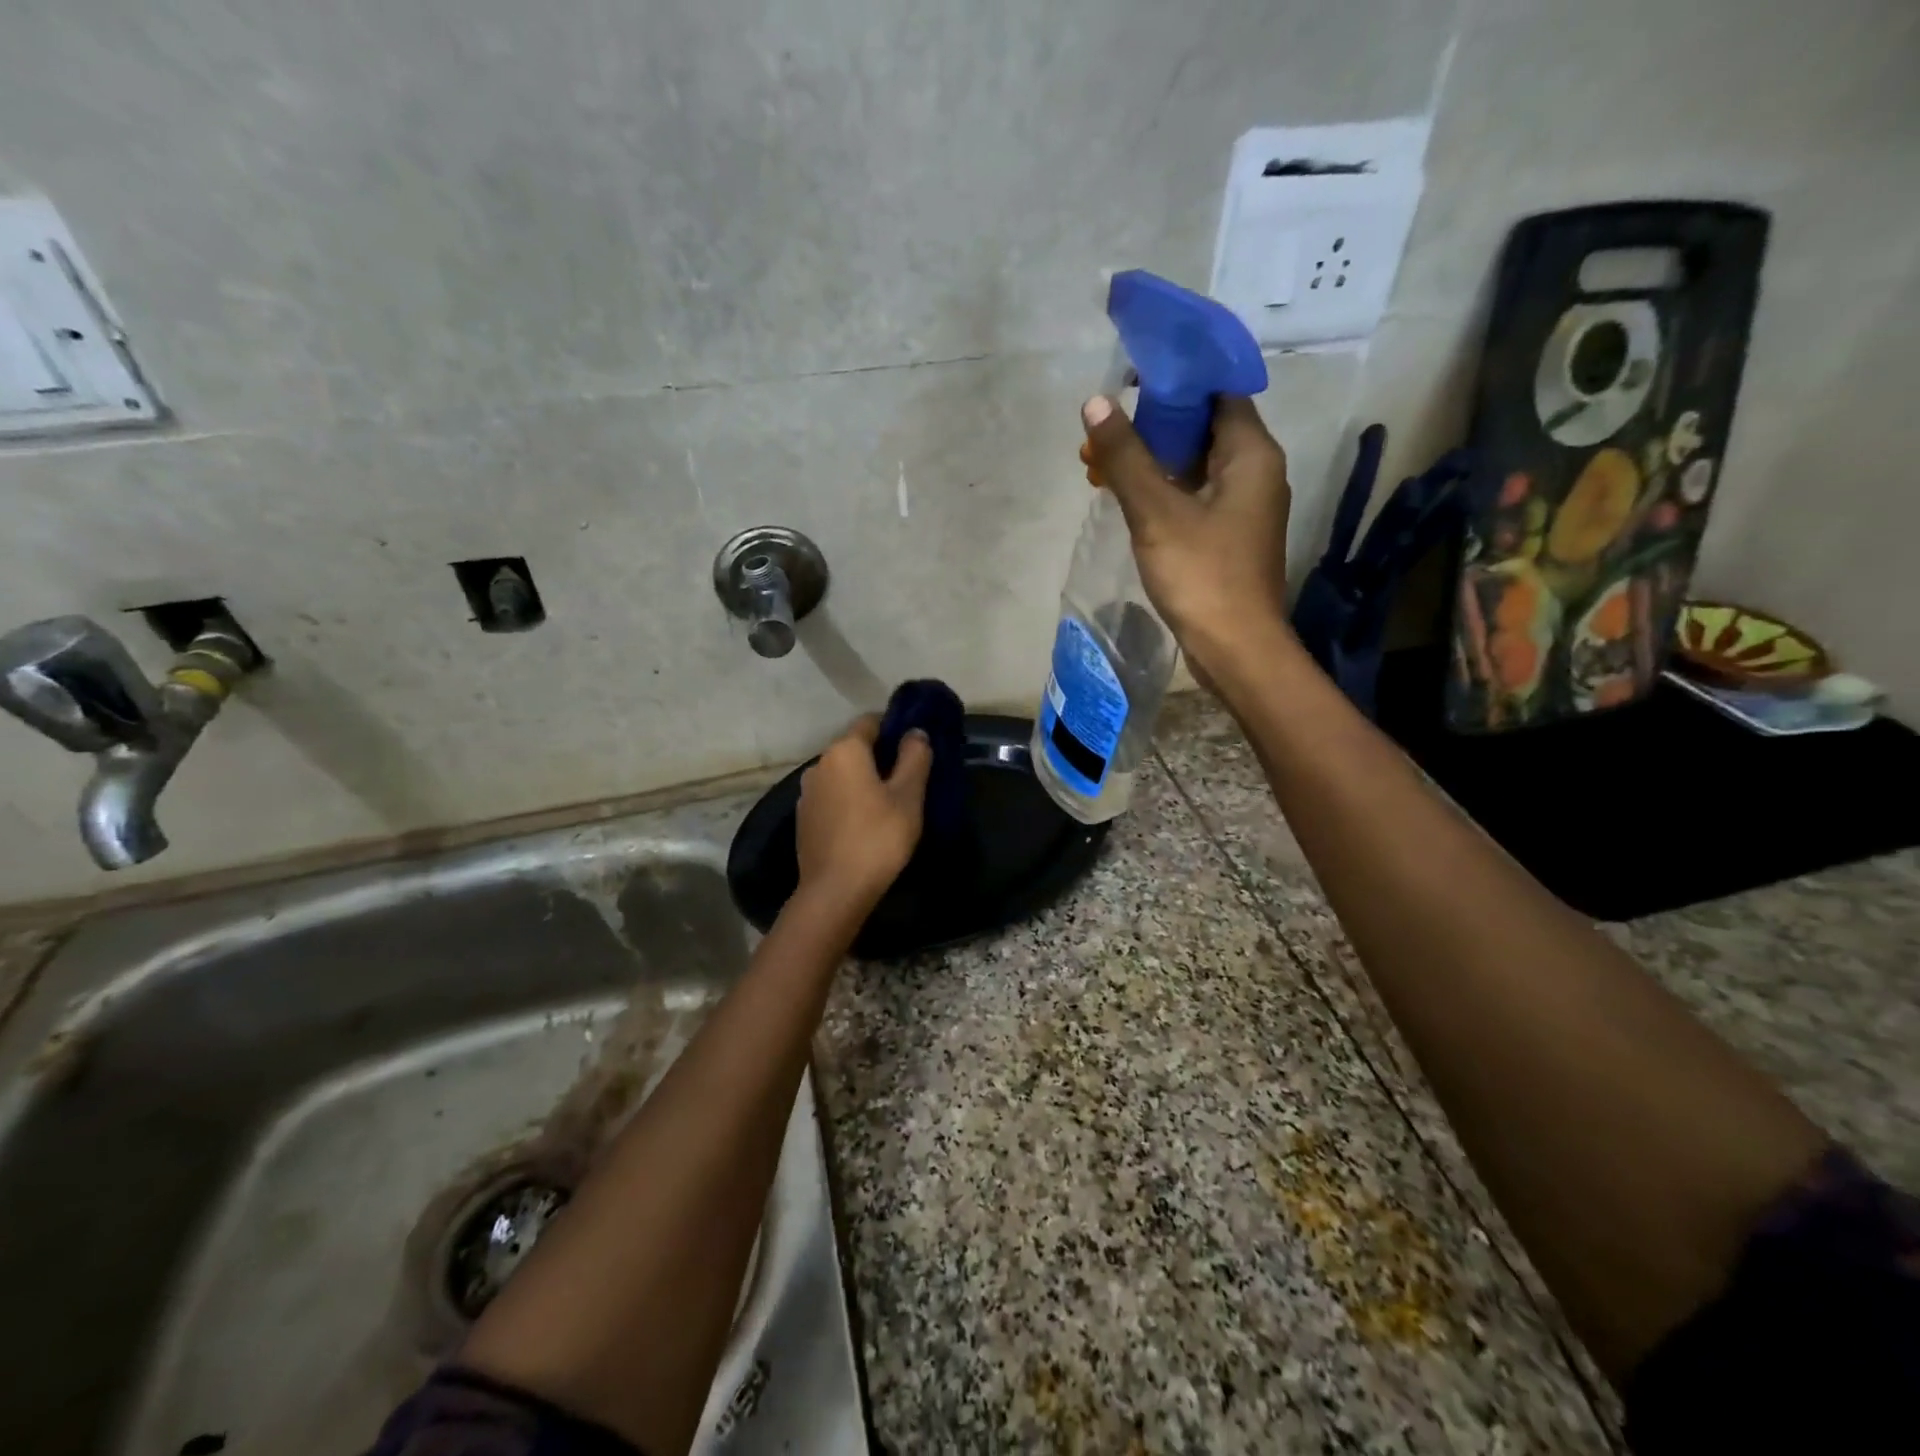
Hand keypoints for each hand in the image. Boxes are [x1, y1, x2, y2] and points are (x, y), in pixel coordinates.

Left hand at [796, 715, 932, 909]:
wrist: (834, 891)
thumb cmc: (878, 838)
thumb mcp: (908, 796)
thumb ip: (914, 758)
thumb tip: (915, 732)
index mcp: (844, 751)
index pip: (870, 722)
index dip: (893, 729)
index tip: (914, 747)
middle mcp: (819, 764)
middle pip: (854, 748)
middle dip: (879, 757)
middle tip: (908, 779)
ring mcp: (806, 793)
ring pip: (842, 775)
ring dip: (862, 781)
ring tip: (887, 804)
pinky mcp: (803, 819)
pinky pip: (831, 797)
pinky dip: (848, 801)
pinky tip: (864, 824)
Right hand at [1080, 394, 1292, 681]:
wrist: (1235, 648)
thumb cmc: (1202, 575)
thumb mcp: (1156, 513)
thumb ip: (1126, 457)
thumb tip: (1096, 403)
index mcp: (1251, 453)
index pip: (1218, 391)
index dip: (1176, 380)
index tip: (1132, 378)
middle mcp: (1256, 471)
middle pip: (1206, 426)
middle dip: (1156, 422)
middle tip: (1109, 424)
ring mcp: (1244, 506)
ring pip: (1198, 463)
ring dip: (1156, 458)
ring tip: (1107, 458)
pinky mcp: (1230, 536)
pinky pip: (1196, 495)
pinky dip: (1165, 489)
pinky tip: (1130, 496)